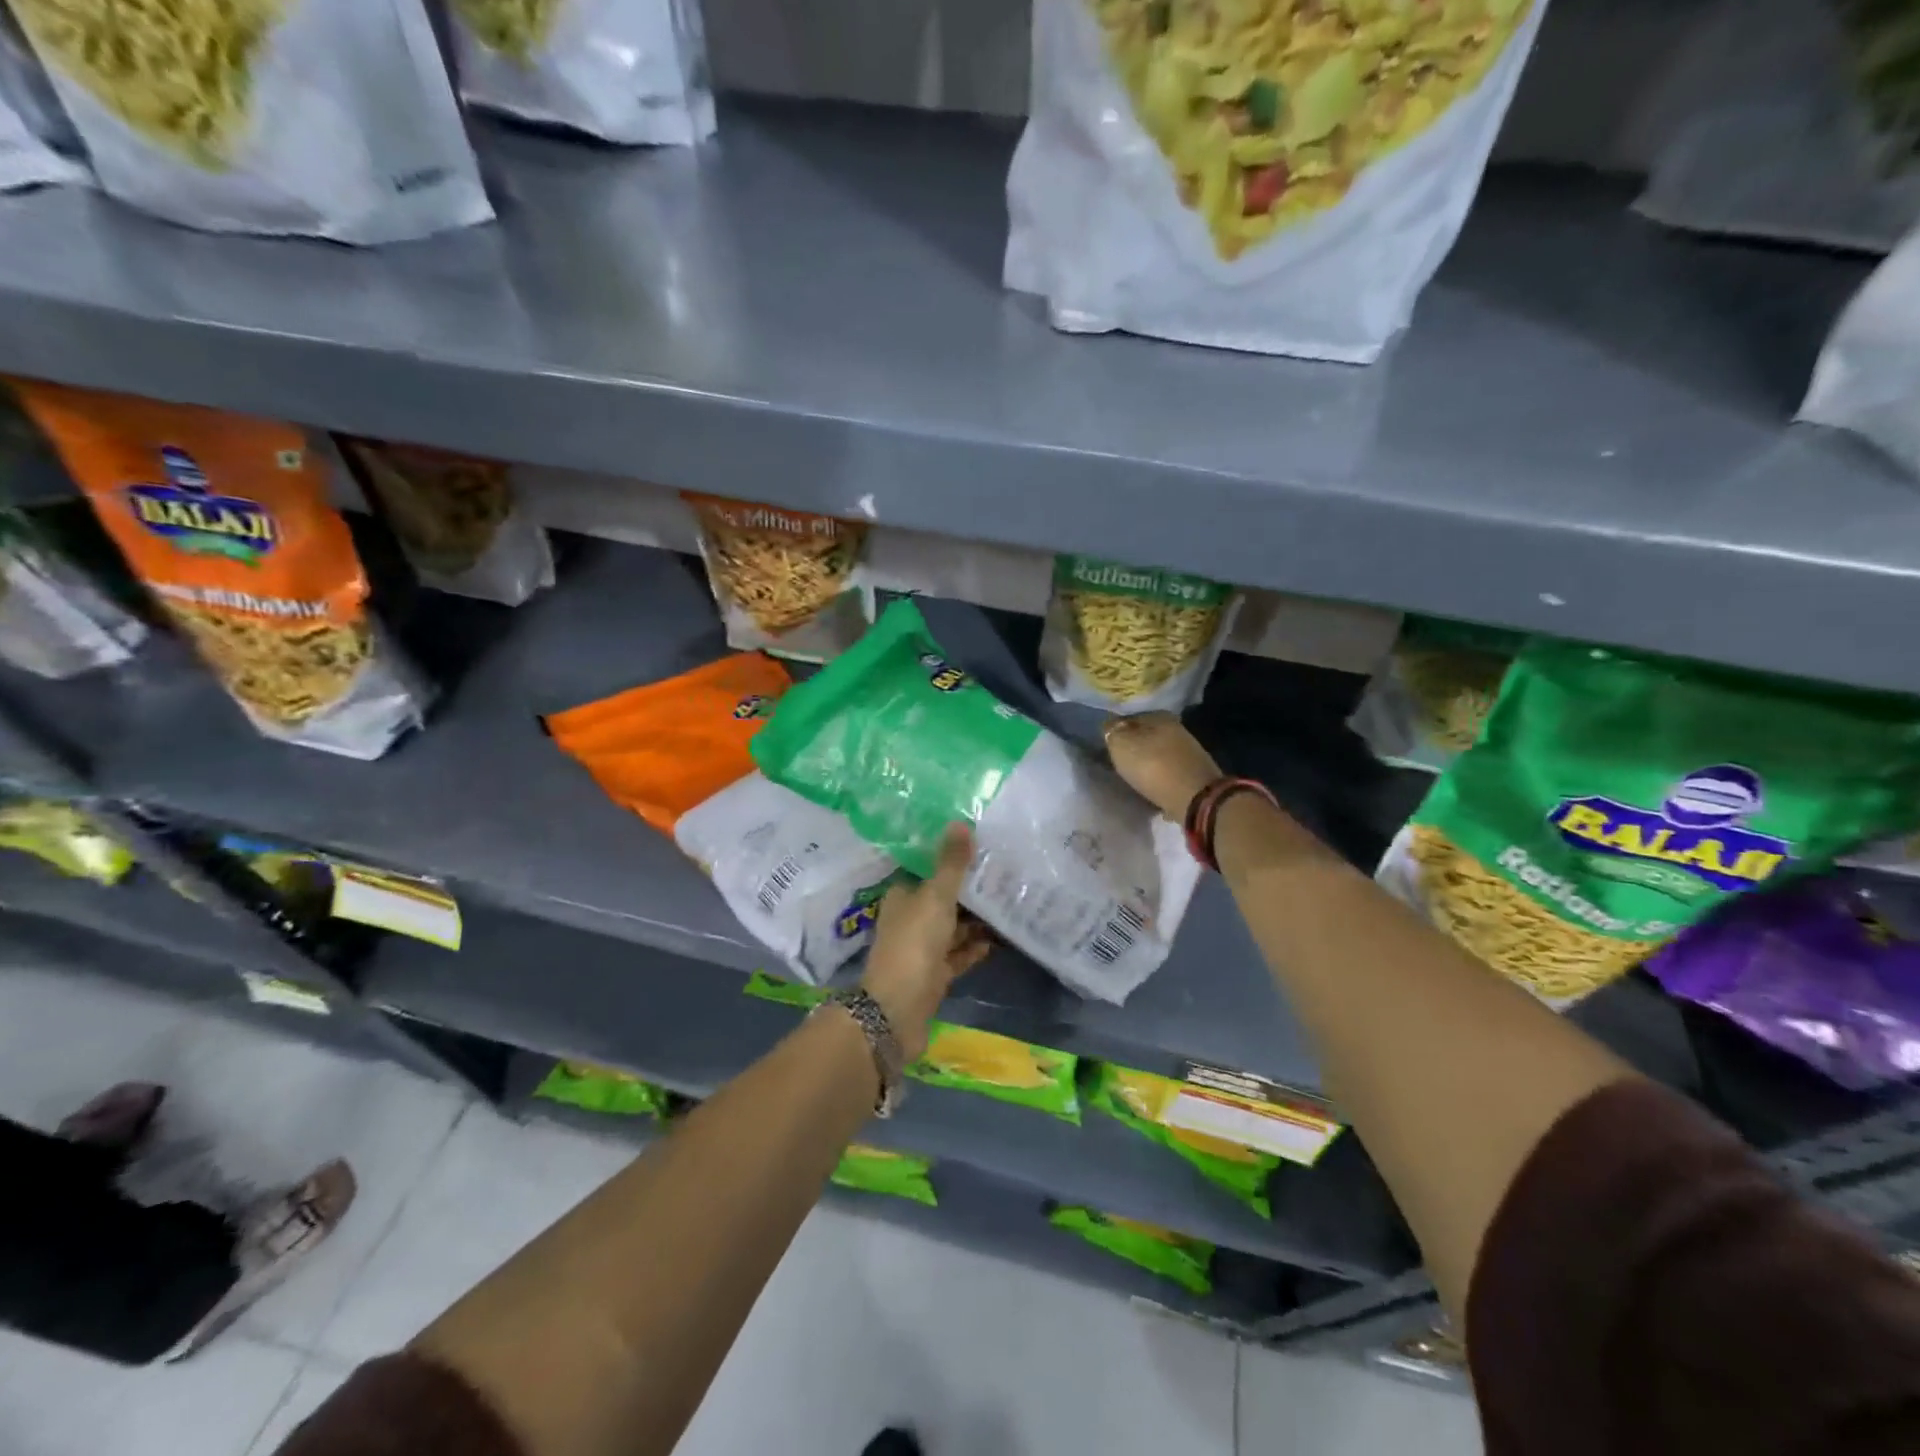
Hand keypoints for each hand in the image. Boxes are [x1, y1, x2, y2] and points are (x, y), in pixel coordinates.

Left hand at [860, 825, 987, 1059]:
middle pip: (944, 898)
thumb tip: (960, 822)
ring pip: (953, 927)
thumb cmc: (913, 944)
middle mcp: (910, 918)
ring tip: (1010, 902)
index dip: (952, 859)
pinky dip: (975, 946)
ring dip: (976, 919)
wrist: (897, 1011)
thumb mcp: (936, 897)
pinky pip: (959, 954)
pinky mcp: (935, 975)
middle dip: (970, 890)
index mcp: (903, 895)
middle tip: (1006, 874)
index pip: (928, 870)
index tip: (982, 848)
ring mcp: (922, 949)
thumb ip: (951, 863)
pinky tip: (999, 938)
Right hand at [1103, 712, 1221, 820]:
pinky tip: (1152, 787)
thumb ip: (1112, 732)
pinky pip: (1170, 772)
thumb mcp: (1120, 745)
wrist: (1194, 798)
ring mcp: (1189, 752)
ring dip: (1148, 762)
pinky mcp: (1195, 774)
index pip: (1131, 717)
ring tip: (1134, 775)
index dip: (1118, 730)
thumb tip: (1110, 725)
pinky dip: (1160, 778)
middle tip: (1119, 760)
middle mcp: (1177, 728)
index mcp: (1159, 716)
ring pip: (1159, 753)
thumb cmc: (1152, 766)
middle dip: (1134, 746)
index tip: (1109, 744)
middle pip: (1147, 735)